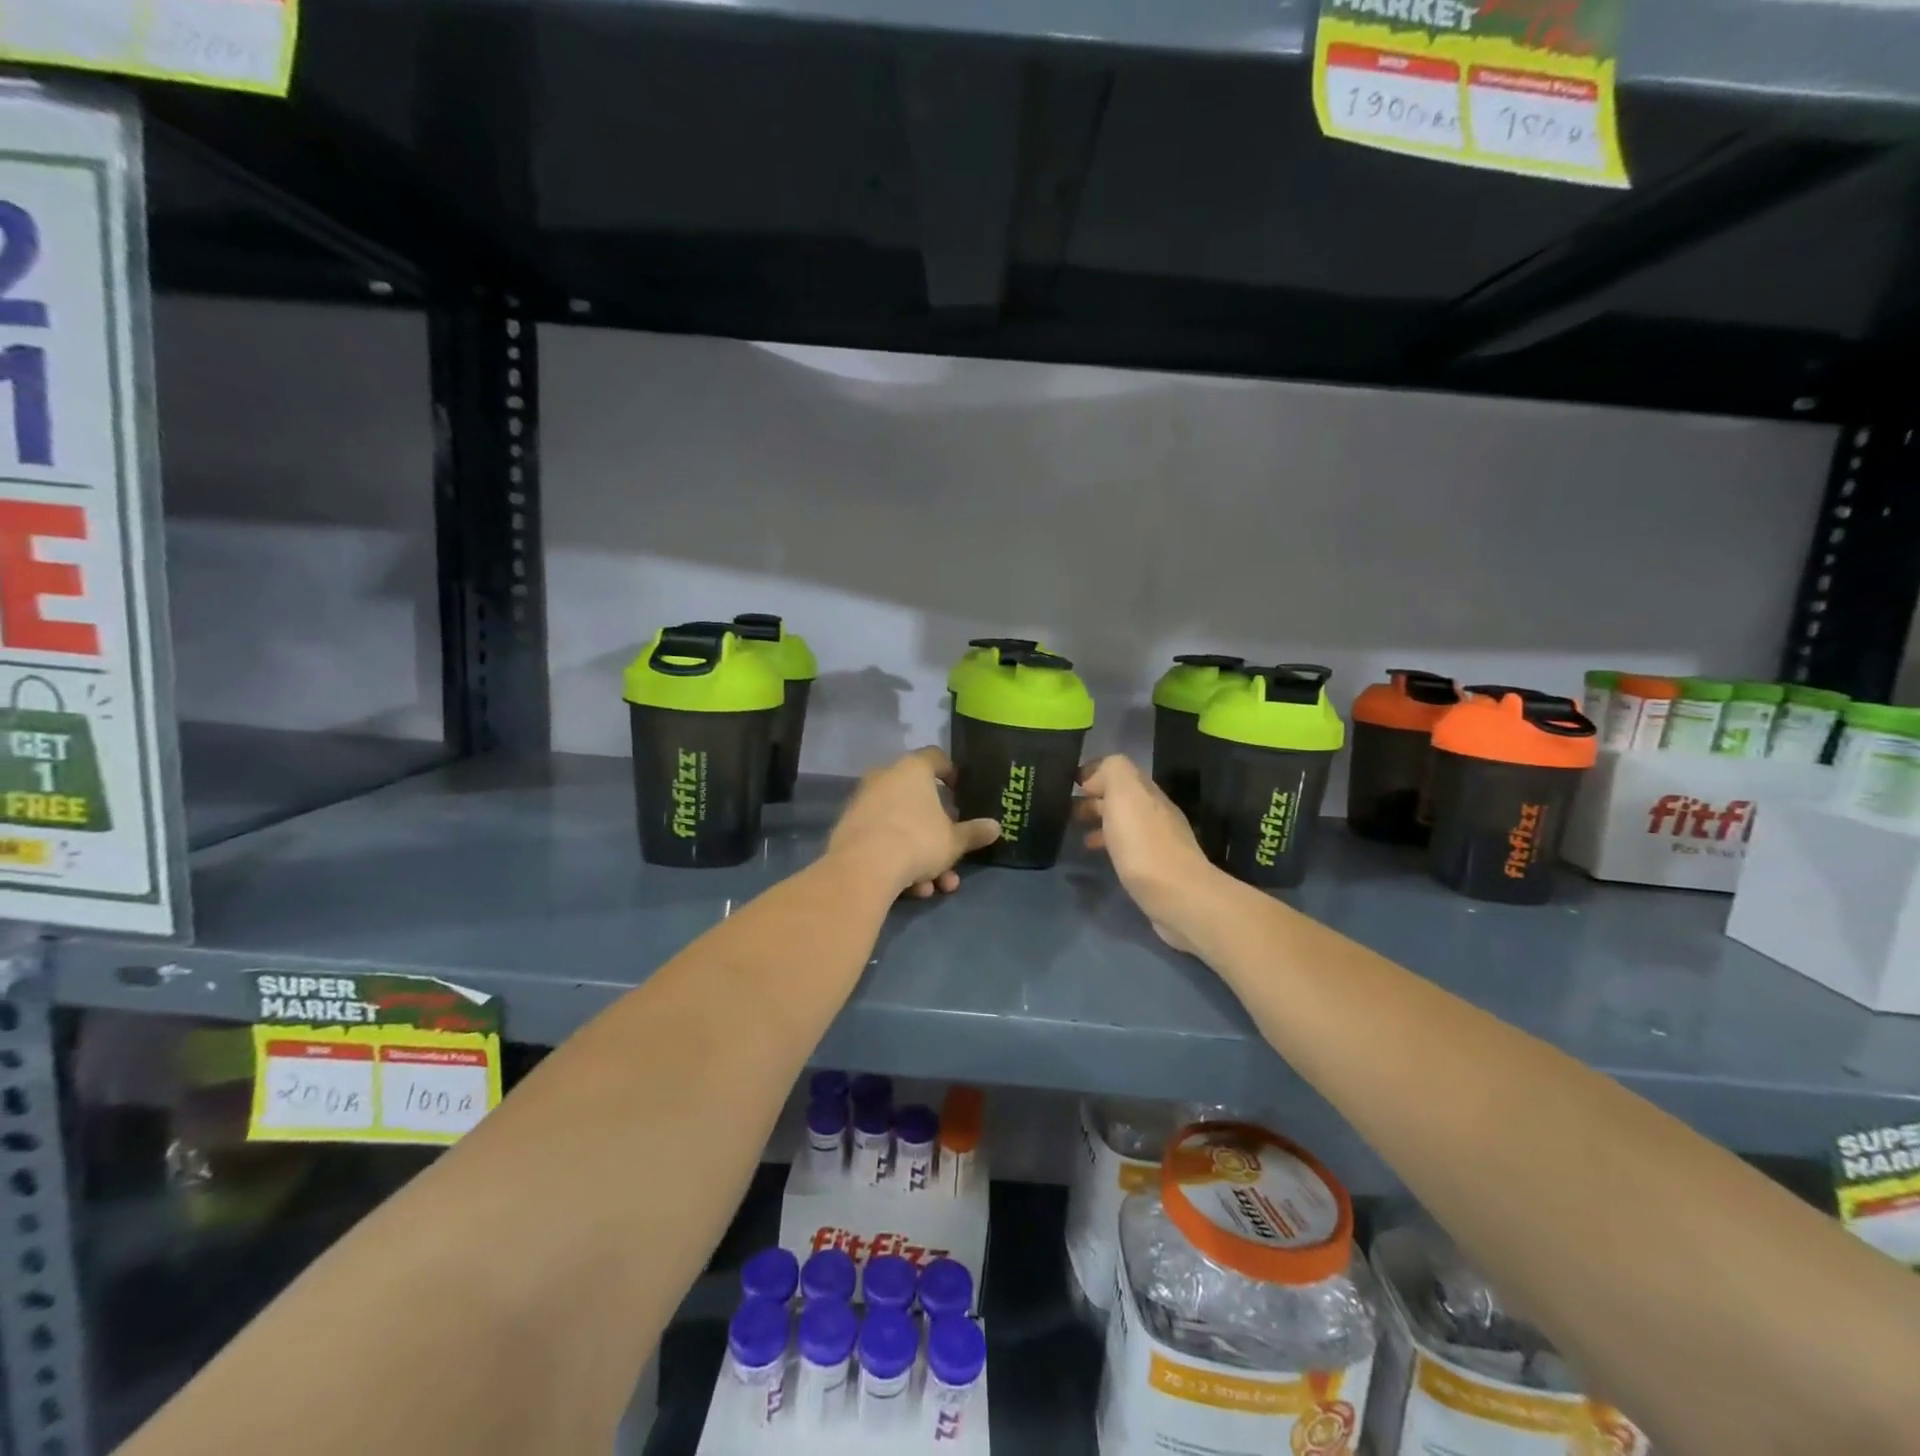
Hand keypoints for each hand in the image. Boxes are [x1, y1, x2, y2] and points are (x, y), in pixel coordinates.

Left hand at [828, 747, 1000, 897]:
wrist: (863, 867)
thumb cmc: (917, 841)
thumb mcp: (954, 841)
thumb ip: (974, 833)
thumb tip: (996, 827)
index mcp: (913, 769)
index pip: (936, 758)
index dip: (951, 773)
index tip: (960, 793)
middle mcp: (885, 778)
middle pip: (919, 800)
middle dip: (938, 832)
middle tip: (952, 852)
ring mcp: (864, 802)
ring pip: (901, 826)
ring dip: (921, 856)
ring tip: (934, 887)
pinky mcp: (849, 829)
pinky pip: (882, 839)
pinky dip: (897, 860)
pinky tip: (912, 889)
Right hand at [1077, 755, 1222, 952]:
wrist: (1177, 896)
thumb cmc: (1143, 843)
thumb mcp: (1124, 793)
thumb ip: (1111, 772)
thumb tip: (1094, 777)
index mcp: (1146, 791)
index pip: (1118, 770)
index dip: (1093, 772)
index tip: (1067, 782)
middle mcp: (1154, 811)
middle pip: (1121, 796)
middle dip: (1093, 798)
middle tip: (1063, 809)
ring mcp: (1157, 840)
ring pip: (1122, 821)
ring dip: (1099, 821)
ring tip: (1074, 831)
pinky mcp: (1154, 868)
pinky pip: (1126, 846)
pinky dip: (1108, 844)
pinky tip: (1096, 854)